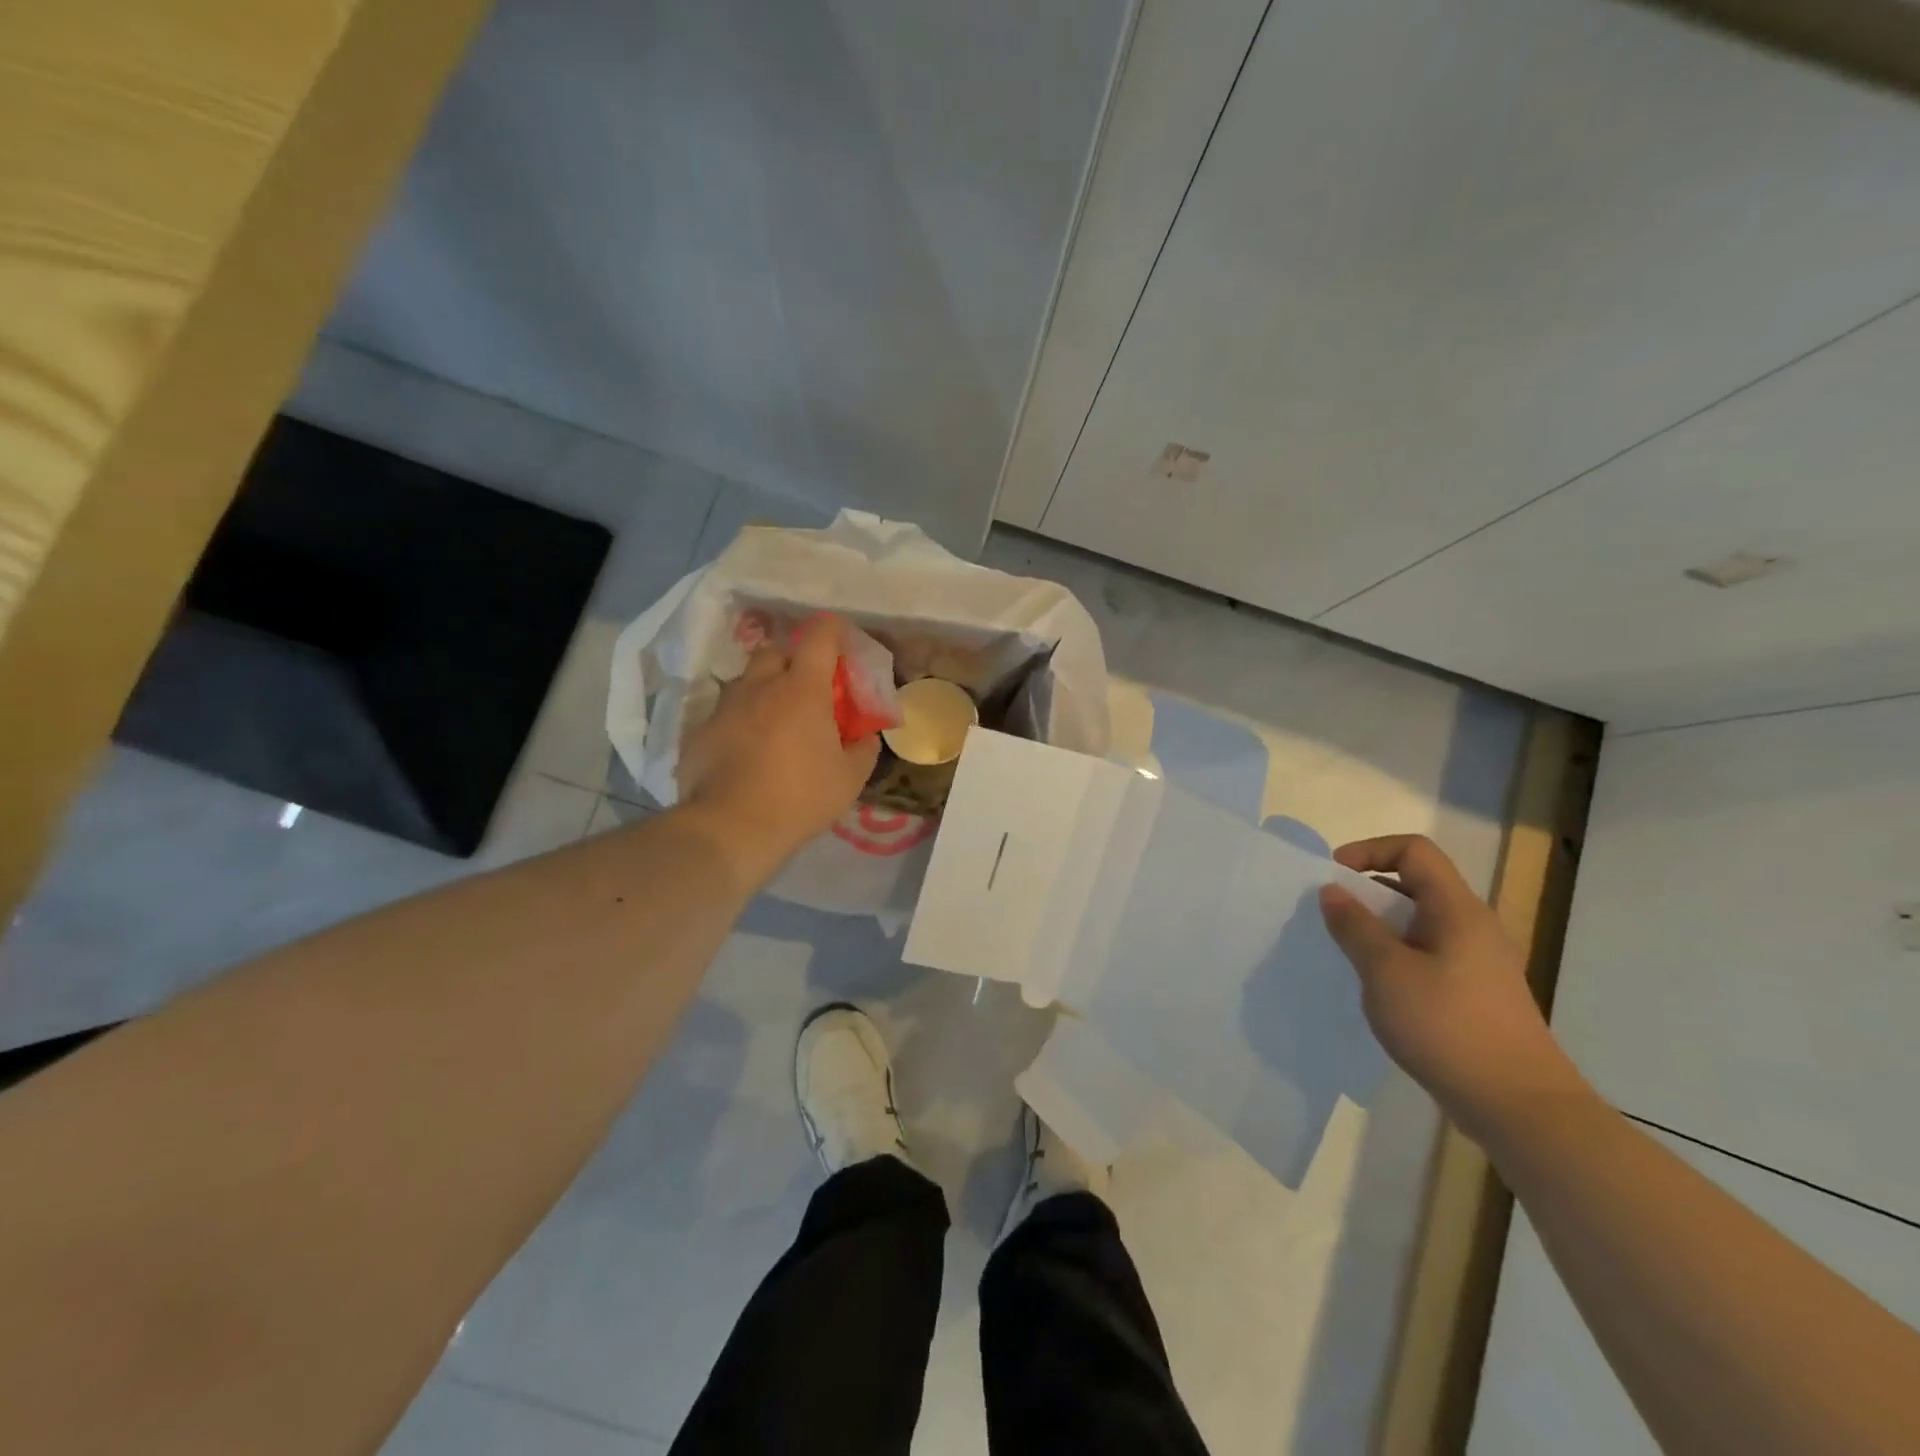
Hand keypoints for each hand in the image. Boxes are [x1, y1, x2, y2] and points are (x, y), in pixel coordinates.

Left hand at [676, 615, 880, 882]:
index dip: (834, 630)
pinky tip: (749, 751)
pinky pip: (727, 713)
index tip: (843, 642)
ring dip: (766, 689)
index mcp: (802, 688)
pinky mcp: (701, 730)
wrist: (731, 827)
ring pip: (748, 681)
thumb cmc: (801, 797)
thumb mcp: (850, 778)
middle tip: (809, 688)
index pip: (820, 635)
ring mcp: (726, 706)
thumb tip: (866, 735)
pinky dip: (742, 721)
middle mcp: (761, 685)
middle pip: (777, 651)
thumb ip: (863, 748)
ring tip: (777, 721)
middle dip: (795, 660)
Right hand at [1319, 835, 1587, 1136]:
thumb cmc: (1448, 1027)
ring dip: (1380, 926)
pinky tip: (1379, 988)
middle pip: (1416, 883)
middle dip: (1368, 891)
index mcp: (1456, 909)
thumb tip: (1332, 891)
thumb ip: (1355, 926)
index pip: (1413, 851)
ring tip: (1348, 953)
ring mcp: (1479, 961)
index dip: (1368, 851)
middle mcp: (1473, 926)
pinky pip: (1429, 953)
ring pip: (1420, 922)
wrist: (1519, 1107)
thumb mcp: (1386, 972)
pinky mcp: (1477, 992)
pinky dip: (1397, 955)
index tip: (1333, 878)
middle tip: (1332, 917)